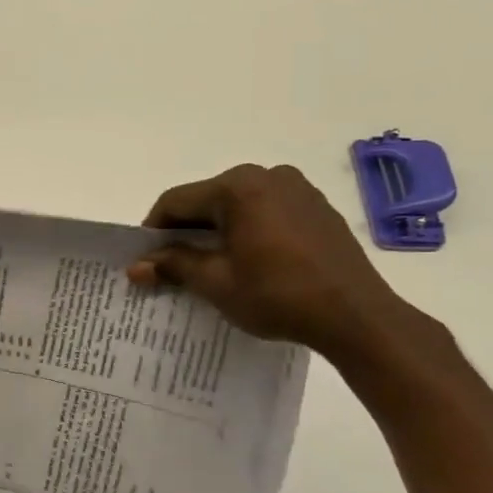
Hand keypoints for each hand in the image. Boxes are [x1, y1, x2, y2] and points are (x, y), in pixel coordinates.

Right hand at [126, 164, 415, 358]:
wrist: (356, 317)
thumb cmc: (277, 295)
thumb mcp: (215, 282)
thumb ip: (174, 265)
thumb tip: (136, 267)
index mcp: (238, 187)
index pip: (177, 201)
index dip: (153, 230)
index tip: (145, 259)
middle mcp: (267, 176)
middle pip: (208, 200)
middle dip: (186, 231)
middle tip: (173, 265)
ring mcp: (298, 189)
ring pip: (238, 206)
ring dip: (218, 231)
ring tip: (211, 266)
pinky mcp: (318, 208)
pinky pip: (267, 212)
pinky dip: (248, 231)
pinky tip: (249, 261)